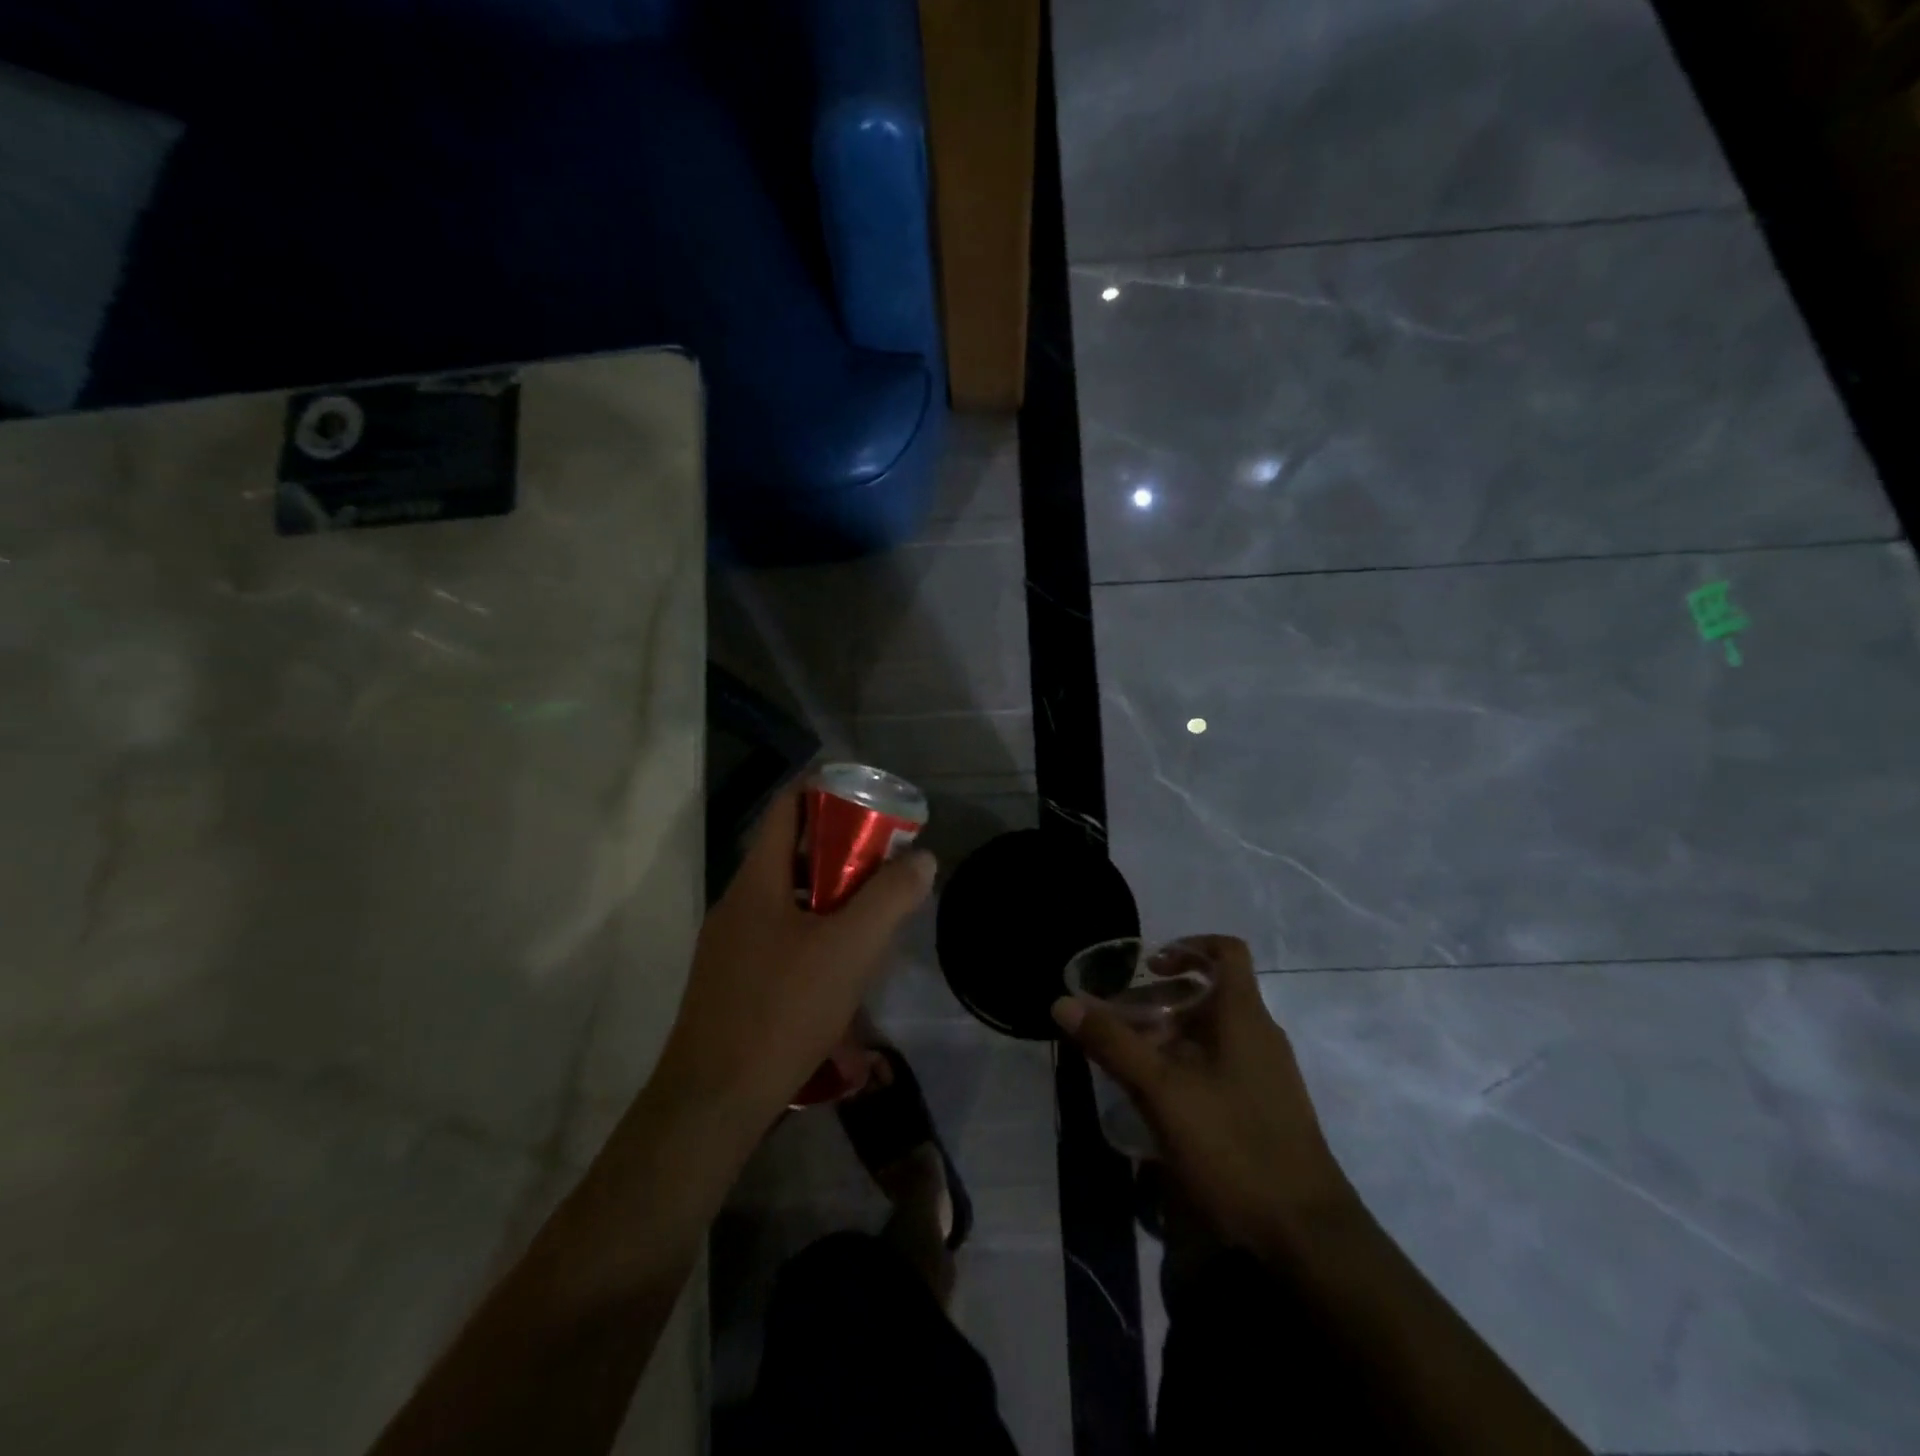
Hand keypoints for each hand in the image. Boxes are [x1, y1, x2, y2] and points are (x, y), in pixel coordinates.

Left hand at [656, 785, 935, 1127]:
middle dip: (839, 849)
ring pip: (787, 899)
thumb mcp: (850, 948)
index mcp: (757, 881)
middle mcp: (737, 904)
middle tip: (883, 859)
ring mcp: (729, 945)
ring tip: (870, 912)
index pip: (787, 808)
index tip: (867, 797)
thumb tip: (921, 858)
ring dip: (828, 896)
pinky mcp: (733, 981)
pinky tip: (839, 966)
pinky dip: (812, 932)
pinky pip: (778, 936)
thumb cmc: (782, 1009)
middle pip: (790, 853)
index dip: (825, 790)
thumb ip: (890, 897)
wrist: (714, 1101)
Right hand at [1053, 936, 1355, 1246]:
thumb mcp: (1162, 1092)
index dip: (1187, 946)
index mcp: (1244, 1017)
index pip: (1226, 951)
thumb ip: (1113, 1044)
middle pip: (1211, 994)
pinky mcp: (1267, 1109)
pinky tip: (1161, 1100)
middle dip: (1162, 999)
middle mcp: (1261, 1036)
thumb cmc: (1234, 1148)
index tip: (1149, 964)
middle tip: (1121, 1019)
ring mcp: (1268, 1075)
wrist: (1308, 1237)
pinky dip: (1188, 1065)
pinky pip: (1223, 1065)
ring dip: (1172, 1035)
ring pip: (1214, 1033)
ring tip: (1131, 1058)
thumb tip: (1064, 1002)